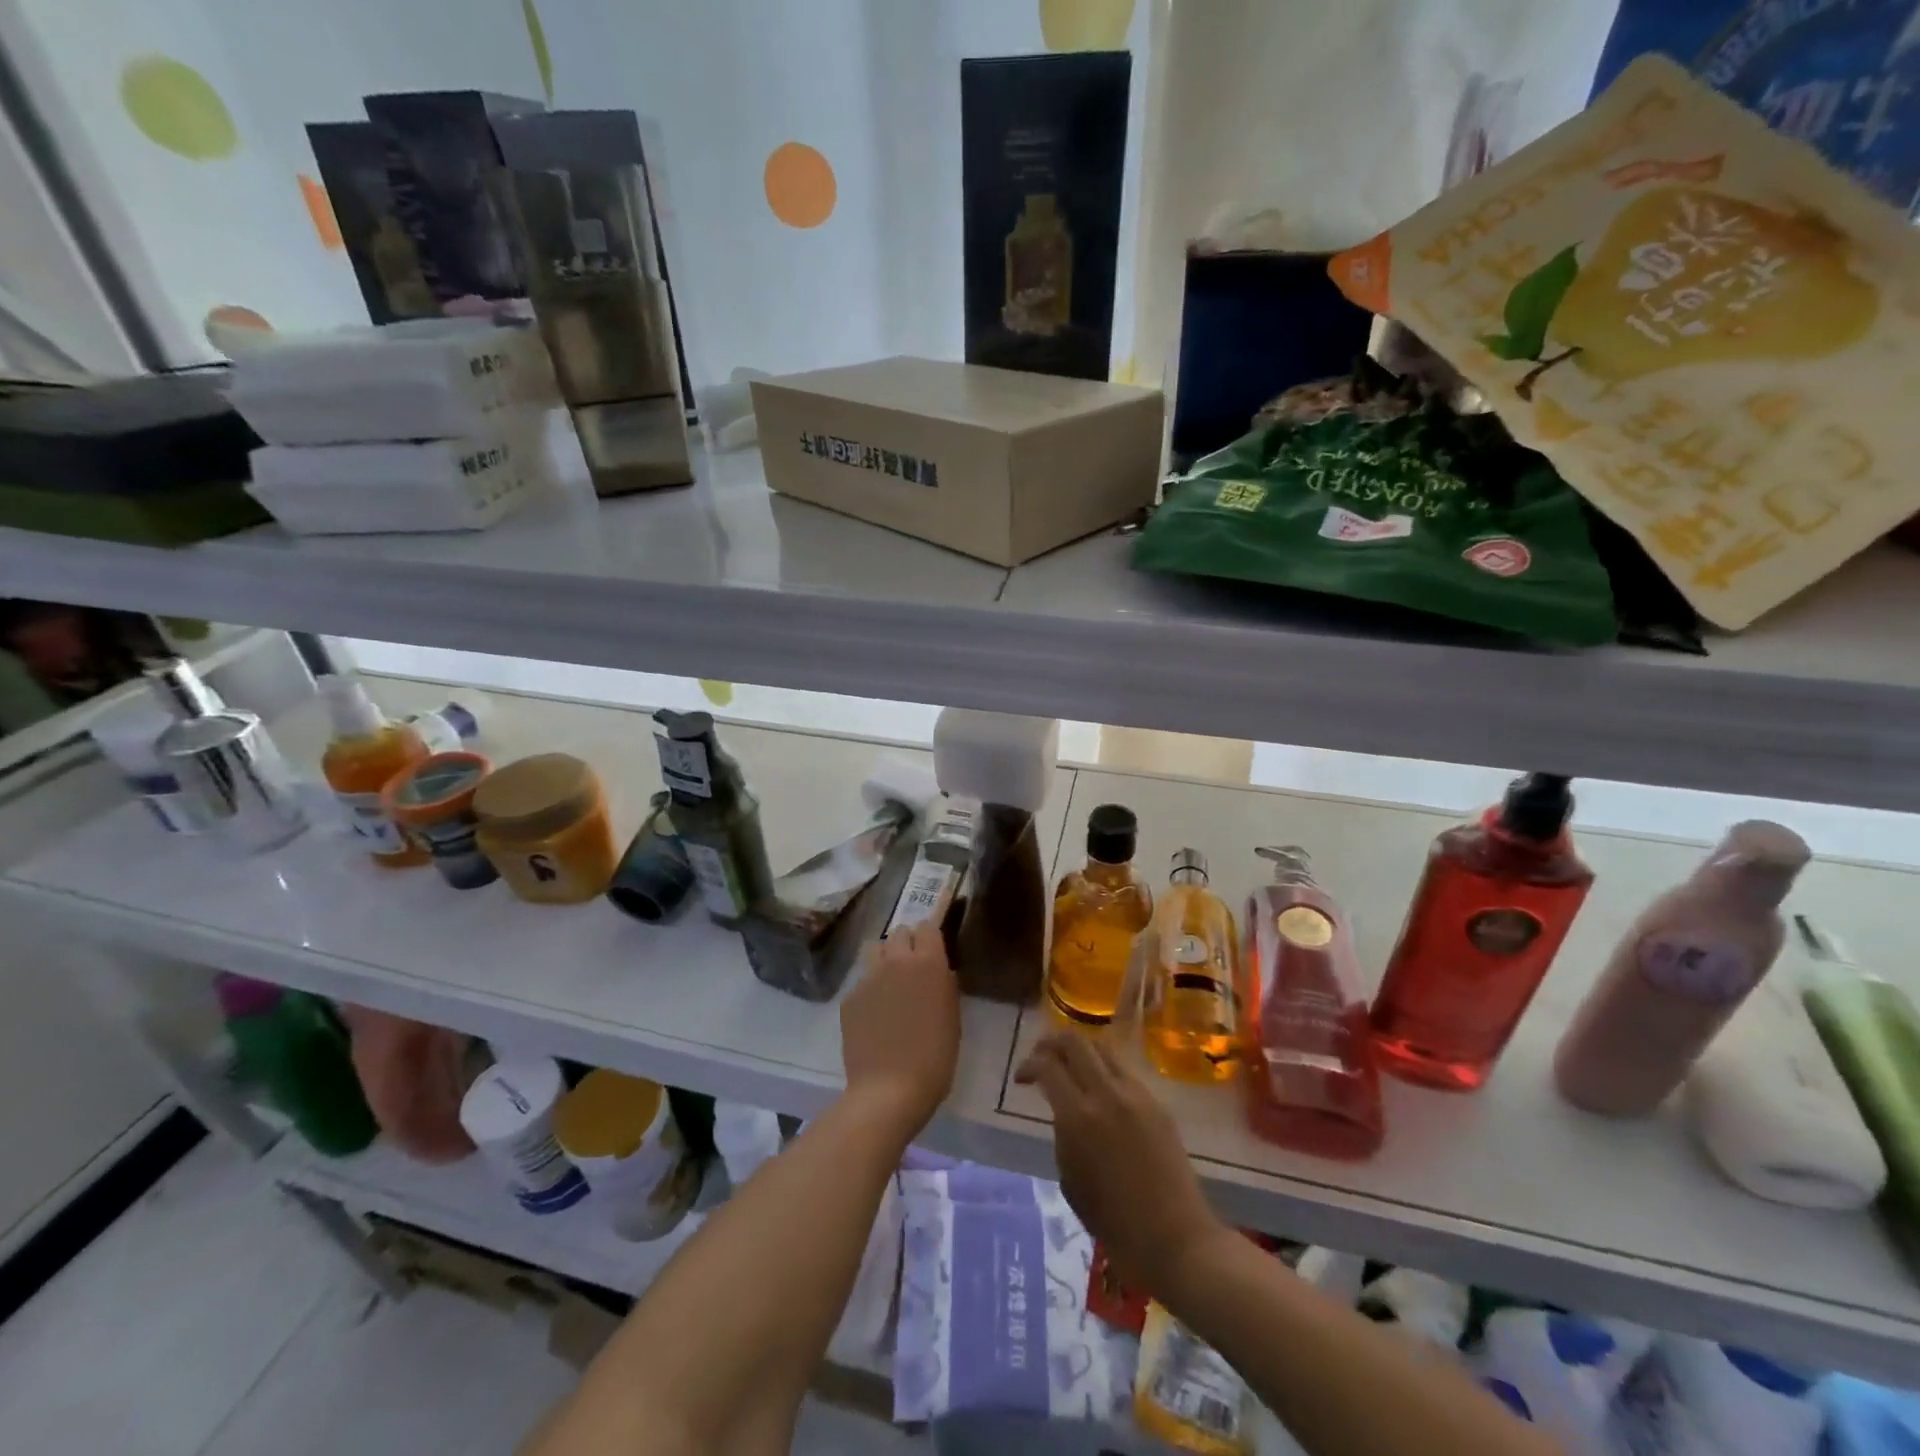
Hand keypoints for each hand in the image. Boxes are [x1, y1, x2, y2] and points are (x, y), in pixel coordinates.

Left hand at [840, 923, 959, 1136]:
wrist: (889, 1090)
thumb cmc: (935, 1058)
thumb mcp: (953, 1017)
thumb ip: (944, 985)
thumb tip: (938, 972)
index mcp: (928, 962)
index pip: (927, 926)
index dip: (930, 937)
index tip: (934, 951)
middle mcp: (896, 961)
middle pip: (899, 932)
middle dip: (907, 944)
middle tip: (913, 969)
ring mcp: (868, 977)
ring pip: (875, 949)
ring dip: (885, 958)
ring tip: (890, 983)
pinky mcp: (849, 997)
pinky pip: (862, 980)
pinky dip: (870, 989)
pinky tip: (874, 1014)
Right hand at [1015, 1031, 1224, 1297]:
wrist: (1175, 1238)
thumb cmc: (1115, 1222)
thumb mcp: (1071, 1179)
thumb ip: (1063, 1134)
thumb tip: (1065, 1111)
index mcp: (1079, 1117)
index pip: (1047, 1066)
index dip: (1028, 1065)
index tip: (1021, 1079)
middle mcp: (1107, 1094)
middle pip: (1075, 1042)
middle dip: (1051, 1043)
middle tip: (1042, 1059)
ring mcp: (1136, 1094)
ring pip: (1102, 1049)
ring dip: (1080, 1052)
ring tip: (1070, 1070)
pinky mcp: (1157, 1103)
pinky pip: (1123, 1072)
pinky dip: (1104, 1071)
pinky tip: (1100, 1094)